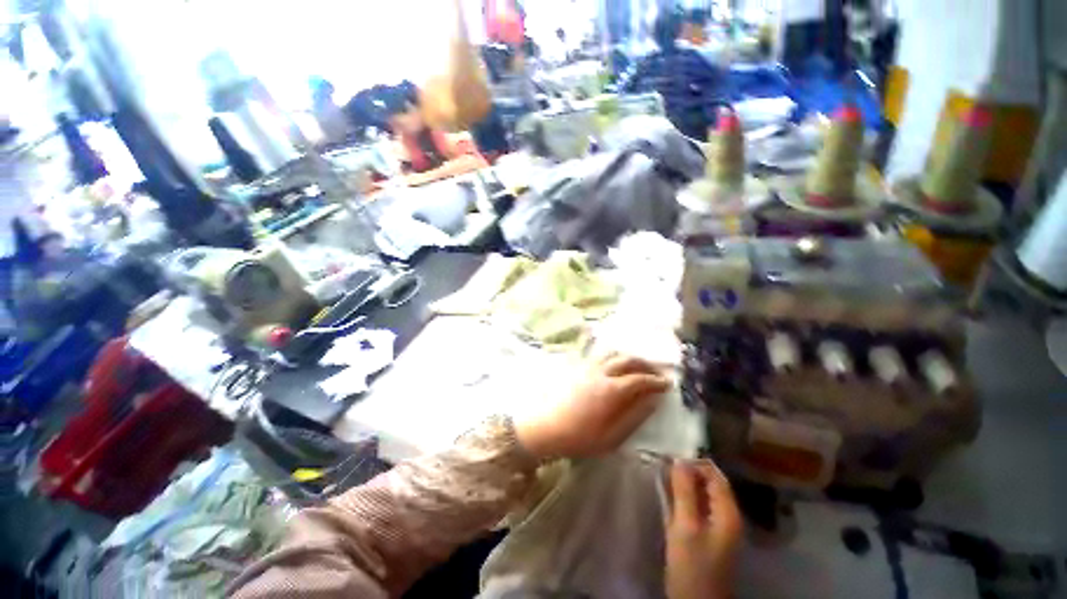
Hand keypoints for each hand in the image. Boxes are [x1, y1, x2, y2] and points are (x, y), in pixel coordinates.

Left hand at [515, 354, 671, 460]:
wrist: (544, 427)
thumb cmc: (578, 437)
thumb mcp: (611, 437)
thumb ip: (634, 417)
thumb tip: (653, 401)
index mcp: (612, 390)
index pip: (640, 379)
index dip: (656, 380)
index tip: (667, 384)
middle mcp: (601, 372)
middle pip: (628, 360)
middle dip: (645, 364)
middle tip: (656, 373)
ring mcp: (587, 367)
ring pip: (613, 353)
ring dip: (629, 357)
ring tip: (637, 366)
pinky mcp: (577, 367)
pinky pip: (599, 354)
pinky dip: (612, 356)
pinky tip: (613, 364)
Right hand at [665, 461, 742, 598]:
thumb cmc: (692, 565)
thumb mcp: (686, 526)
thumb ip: (684, 492)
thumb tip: (679, 459)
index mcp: (728, 513)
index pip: (715, 476)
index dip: (695, 463)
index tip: (671, 457)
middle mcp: (727, 515)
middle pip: (710, 483)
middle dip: (689, 471)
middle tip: (665, 465)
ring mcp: (718, 526)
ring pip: (702, 494)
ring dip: (685, 483)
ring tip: (663, 475)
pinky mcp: (707, 534)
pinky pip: (697, 506)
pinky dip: (684, 497)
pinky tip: (669, 495)